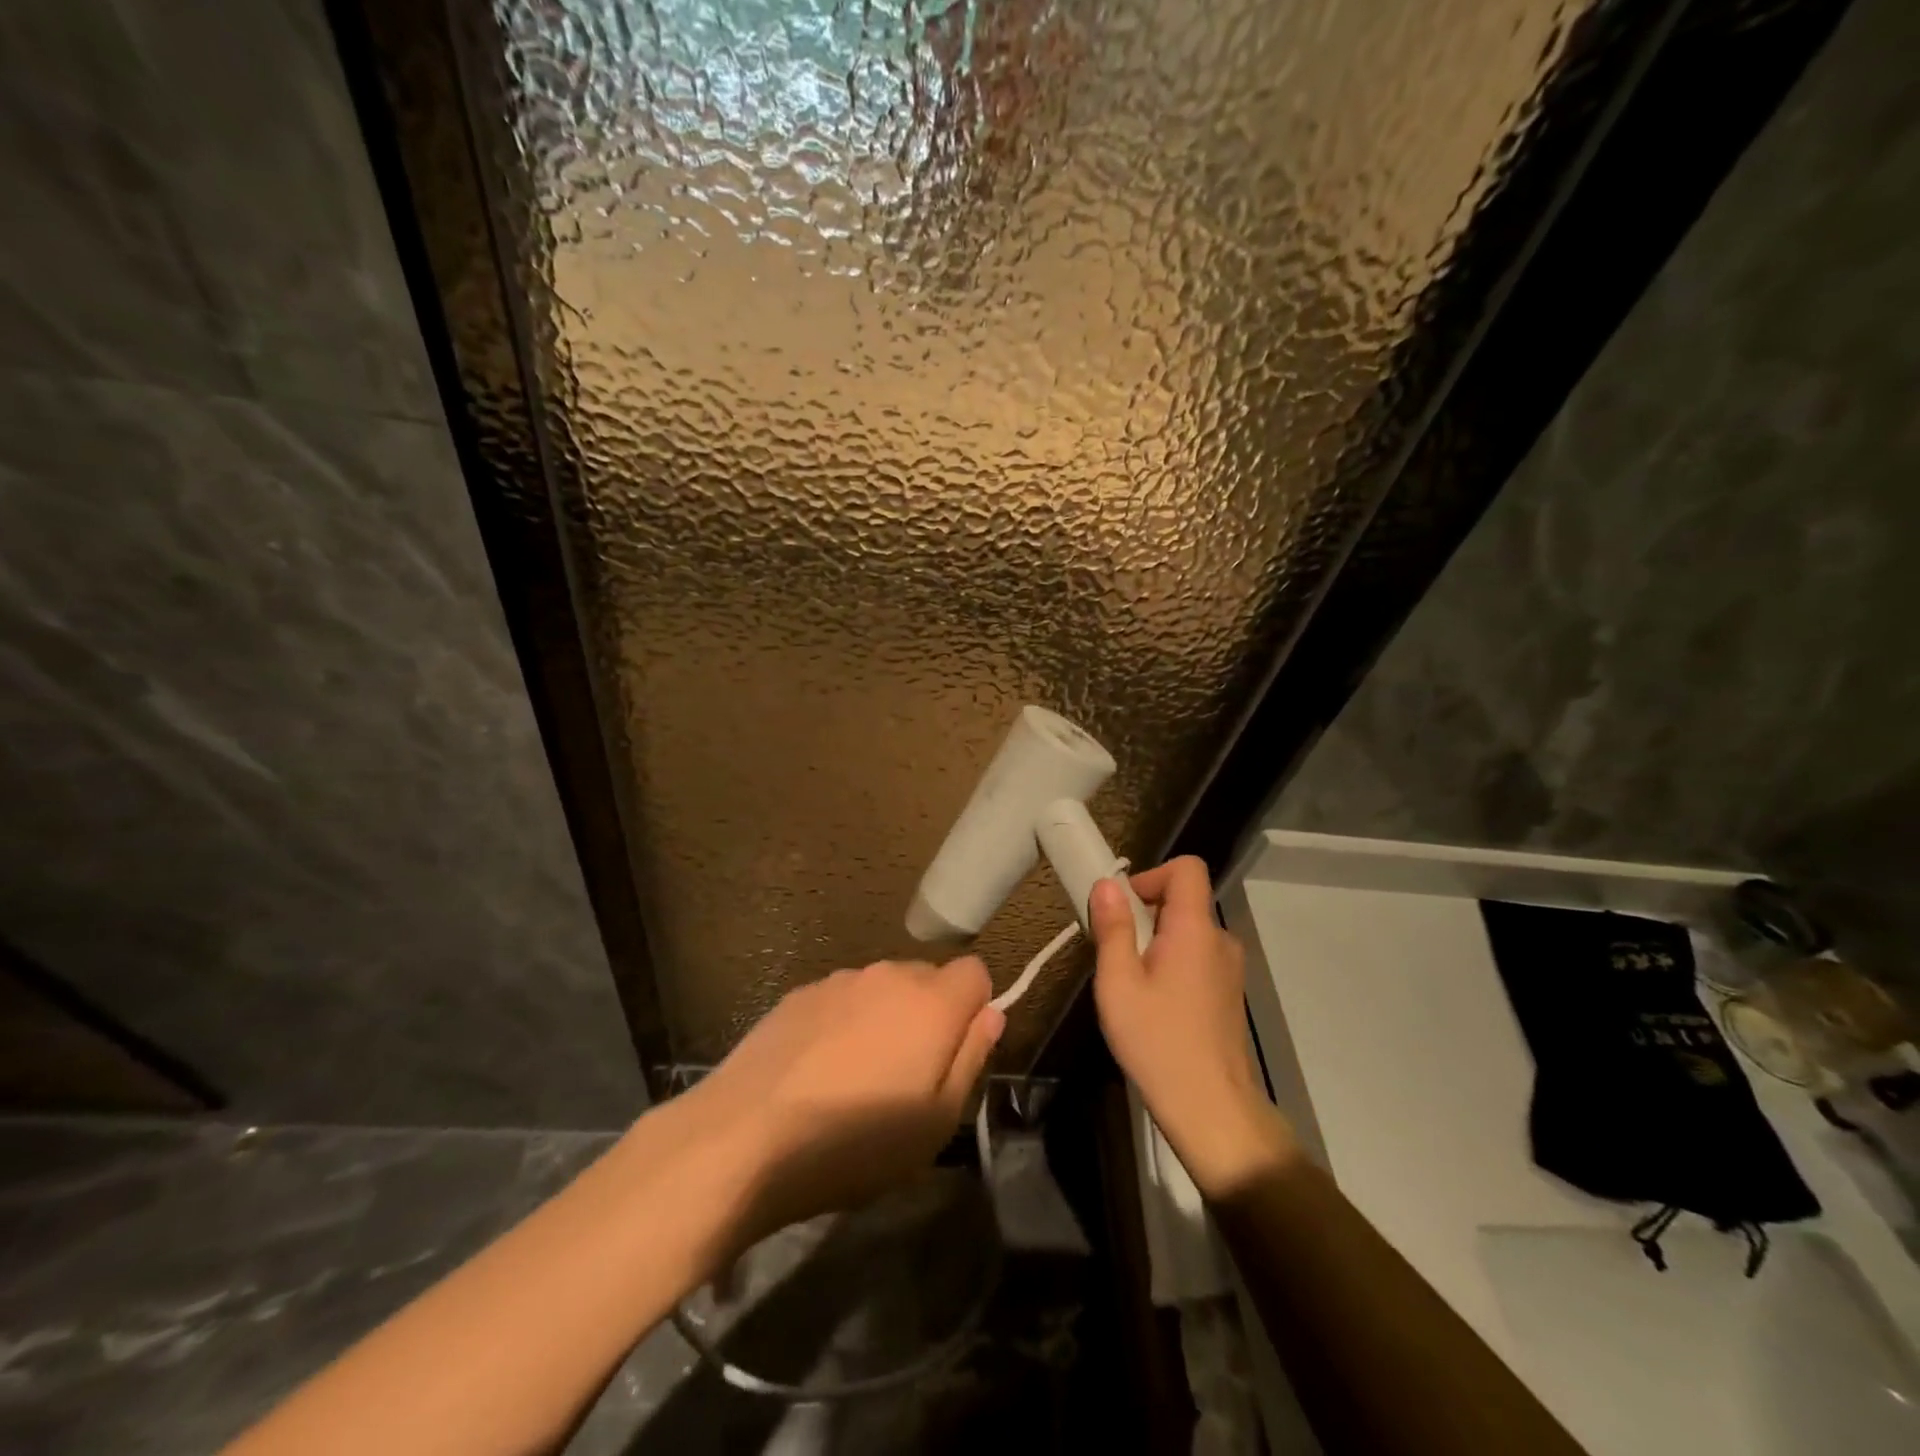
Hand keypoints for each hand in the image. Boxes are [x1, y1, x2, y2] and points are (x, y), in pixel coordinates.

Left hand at [683, 957, 1003, 1245]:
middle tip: (907, 1076)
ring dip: (885, 1018)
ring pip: (883, 989)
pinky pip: (843, 999)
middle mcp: (889, 975)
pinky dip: (844, 1023)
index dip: (975, 1009)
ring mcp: (840, 980)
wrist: (744, 1137)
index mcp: (931, 1003)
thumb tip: (991, 1016)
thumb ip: (971, 1058)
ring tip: (857, 1078)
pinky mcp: (800, 993)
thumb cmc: (854, 1143)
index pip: (975, 973)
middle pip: (928, 979)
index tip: (956, 1052)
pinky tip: (817, 1070)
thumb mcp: (935, 1123)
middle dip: (930, 1015)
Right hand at [1090, 857, 1295, 1196]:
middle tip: (1115, 955)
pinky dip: (1172, 965)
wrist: (1213, 1111)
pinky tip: (1154, 1008)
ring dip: (1156, 943)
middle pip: (1182, 901)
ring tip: (1131, 986)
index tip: (1122, 909)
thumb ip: (1113, 928)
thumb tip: (1107, 884)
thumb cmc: (1157, 1042)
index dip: (1151, 876)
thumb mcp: (1118, 984)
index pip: (1187, 868)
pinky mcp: (1229, 994)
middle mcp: (1220, 940)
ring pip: (1188, 932)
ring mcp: (1229, 969)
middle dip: (1144, 915)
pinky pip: (1197, 958)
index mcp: (1195, 929)